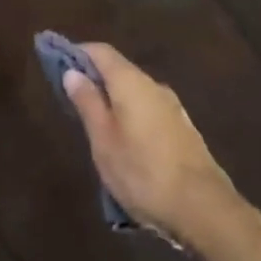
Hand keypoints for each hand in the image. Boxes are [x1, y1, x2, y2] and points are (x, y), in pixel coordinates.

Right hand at [62, 43, 242, 246]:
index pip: (100, 51)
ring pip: (135, 92)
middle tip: (72, 101)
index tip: (57, 64)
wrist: (204, 209)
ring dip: (114, 100)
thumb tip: (72, 71)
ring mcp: (172, 107)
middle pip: (118, 70)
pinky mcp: (183, 129)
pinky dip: (131, 115)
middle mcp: (153, 85)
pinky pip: (149, 110)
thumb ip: (87, 102)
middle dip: (94, 79)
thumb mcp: (103, 140)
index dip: (77, 53)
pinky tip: (126, 142)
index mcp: (130, 81)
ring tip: (96, 126)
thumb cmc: (142, 172)